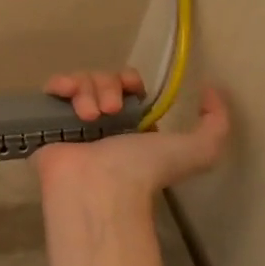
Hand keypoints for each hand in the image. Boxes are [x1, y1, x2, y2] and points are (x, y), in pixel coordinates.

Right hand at [35, 70, 229, 199]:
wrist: (97, 186)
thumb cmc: (143, 169)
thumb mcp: (198, 150)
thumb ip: (216, 124)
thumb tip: (211, 90)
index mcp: (132, 125)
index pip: (128, 86)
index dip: (130, 81)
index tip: (133, 92)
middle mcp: (103, 121)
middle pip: (104, 79)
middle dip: (108, 86)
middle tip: (109, 111)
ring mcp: (73, 120)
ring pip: (81, 81)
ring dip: (87, 91)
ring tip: (89, 116)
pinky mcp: (48, 121)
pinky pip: (53, 88)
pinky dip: (60, 84)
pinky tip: (66, 95)